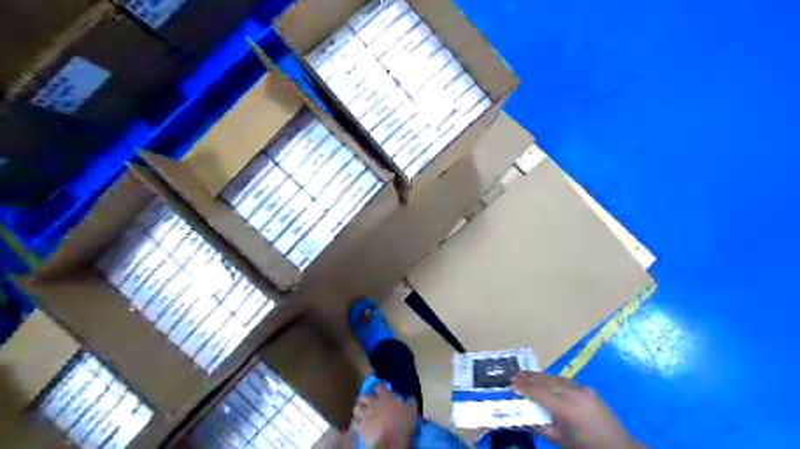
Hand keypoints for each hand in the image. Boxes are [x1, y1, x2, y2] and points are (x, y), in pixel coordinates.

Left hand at [352, 382, 418, 447]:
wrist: (391, 440)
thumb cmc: (402, 423)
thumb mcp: (411, 409)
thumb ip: (409, 401)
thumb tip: (409, 397)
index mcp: (385, 397)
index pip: (379, 387)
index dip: (379, 388)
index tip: (381, 390)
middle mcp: (373, 403)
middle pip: (364, 396)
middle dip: (365, 398)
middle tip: (368, 401)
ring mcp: (366, 415)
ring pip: (357, 408)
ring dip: (358, 409)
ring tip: (361, 412)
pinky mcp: (361, 427)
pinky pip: (354, 423)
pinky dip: (356, 423)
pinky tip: (358, 425)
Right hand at [512, 372, 642, 448]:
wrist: (619, 448)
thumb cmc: (586, 448)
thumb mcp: (560, 441)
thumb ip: (540, 427)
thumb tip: (522, 417)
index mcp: (566, 409)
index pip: (539, 393)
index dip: (524, 387)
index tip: (511, 383)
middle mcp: (573, 394)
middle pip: (546, 381)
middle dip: (529, 377)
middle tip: (514, 375)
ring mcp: (582, 389)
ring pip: (555, 378)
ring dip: (539, 376)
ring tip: (526, 374)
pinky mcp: (588, 389)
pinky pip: (565, 380)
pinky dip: (552, 379)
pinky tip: (546, 380)